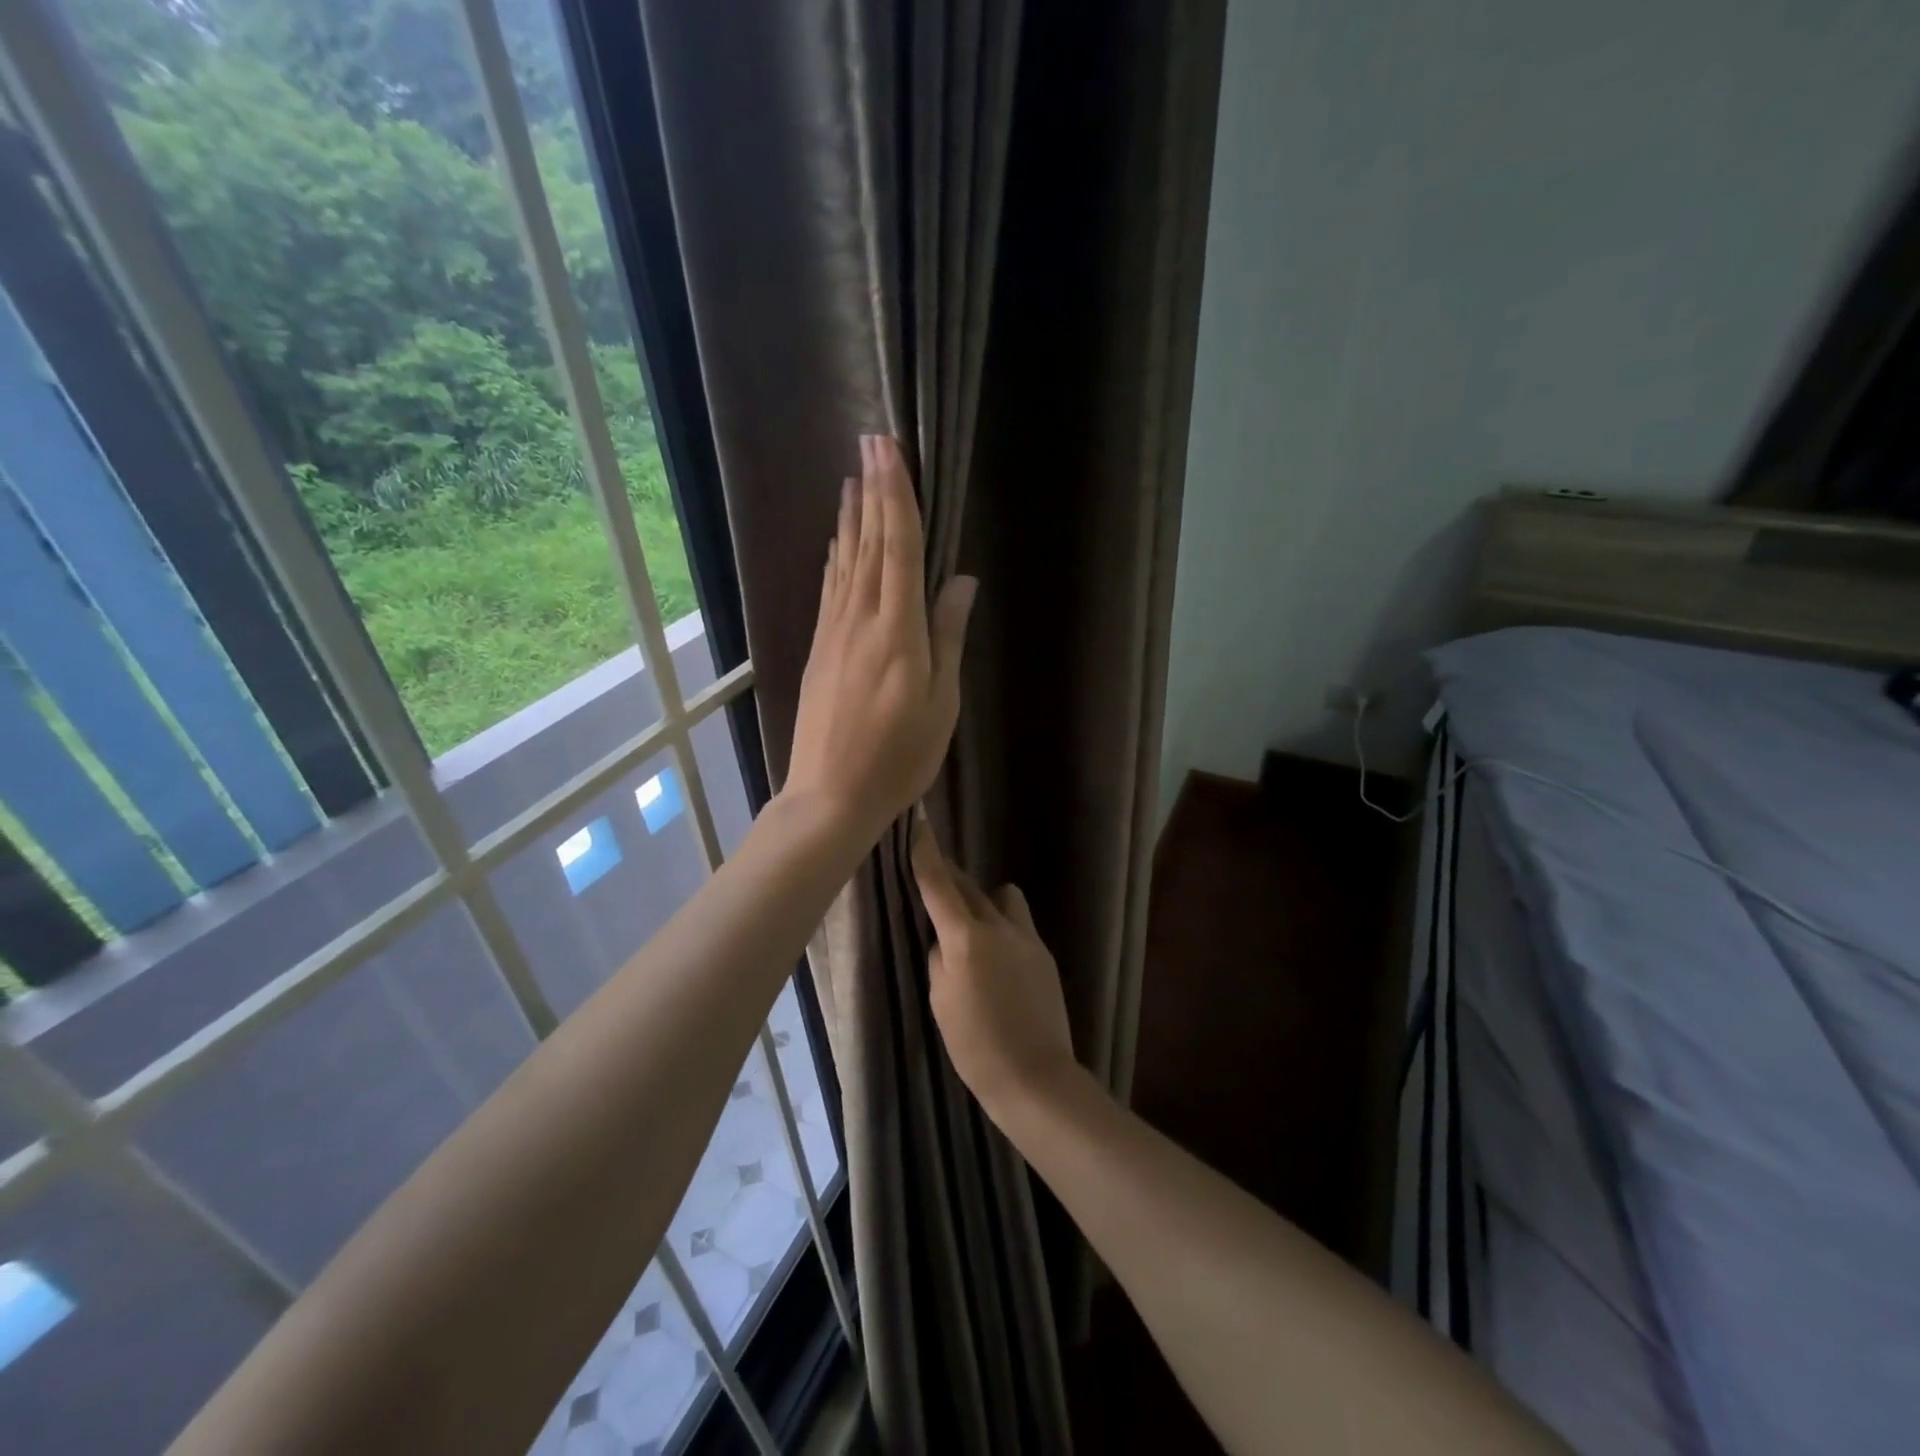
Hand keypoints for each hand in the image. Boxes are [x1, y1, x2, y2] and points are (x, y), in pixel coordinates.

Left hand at [784, 435, 976, 848]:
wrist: (830, 795)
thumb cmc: (898, 756)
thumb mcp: (941, 703)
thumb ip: (948, 636)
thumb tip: (962, 580)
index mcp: (898, 628)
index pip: (899, 546)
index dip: (896, 495)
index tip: (889, 450)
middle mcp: (860, 618)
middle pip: (870, 543)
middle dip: (872, 491)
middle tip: (870, 443)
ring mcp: (833, 633)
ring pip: (845, 562)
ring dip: (851, 518)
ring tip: (851, 480)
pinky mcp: (819, 650)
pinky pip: (830, 590)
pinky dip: (835, 559)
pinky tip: (836, 544)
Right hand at [912, 819, 1079, 1119]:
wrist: (1035, 1077)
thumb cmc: (975, 1045)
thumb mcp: (940, 1000)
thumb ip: (940, 957)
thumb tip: (946, 937)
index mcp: (966, 937)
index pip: (940, 884)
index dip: (926, 853)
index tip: (919, 825)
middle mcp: (999, 926)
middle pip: (969, 886)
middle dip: (950, 877)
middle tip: (933, 879)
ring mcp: (1027, 937)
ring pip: (1002, 898)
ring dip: (983, 899)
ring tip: (971, 928)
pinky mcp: (1044, 953)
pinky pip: (1018, 922)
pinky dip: (1001, 926)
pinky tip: (996, 958)